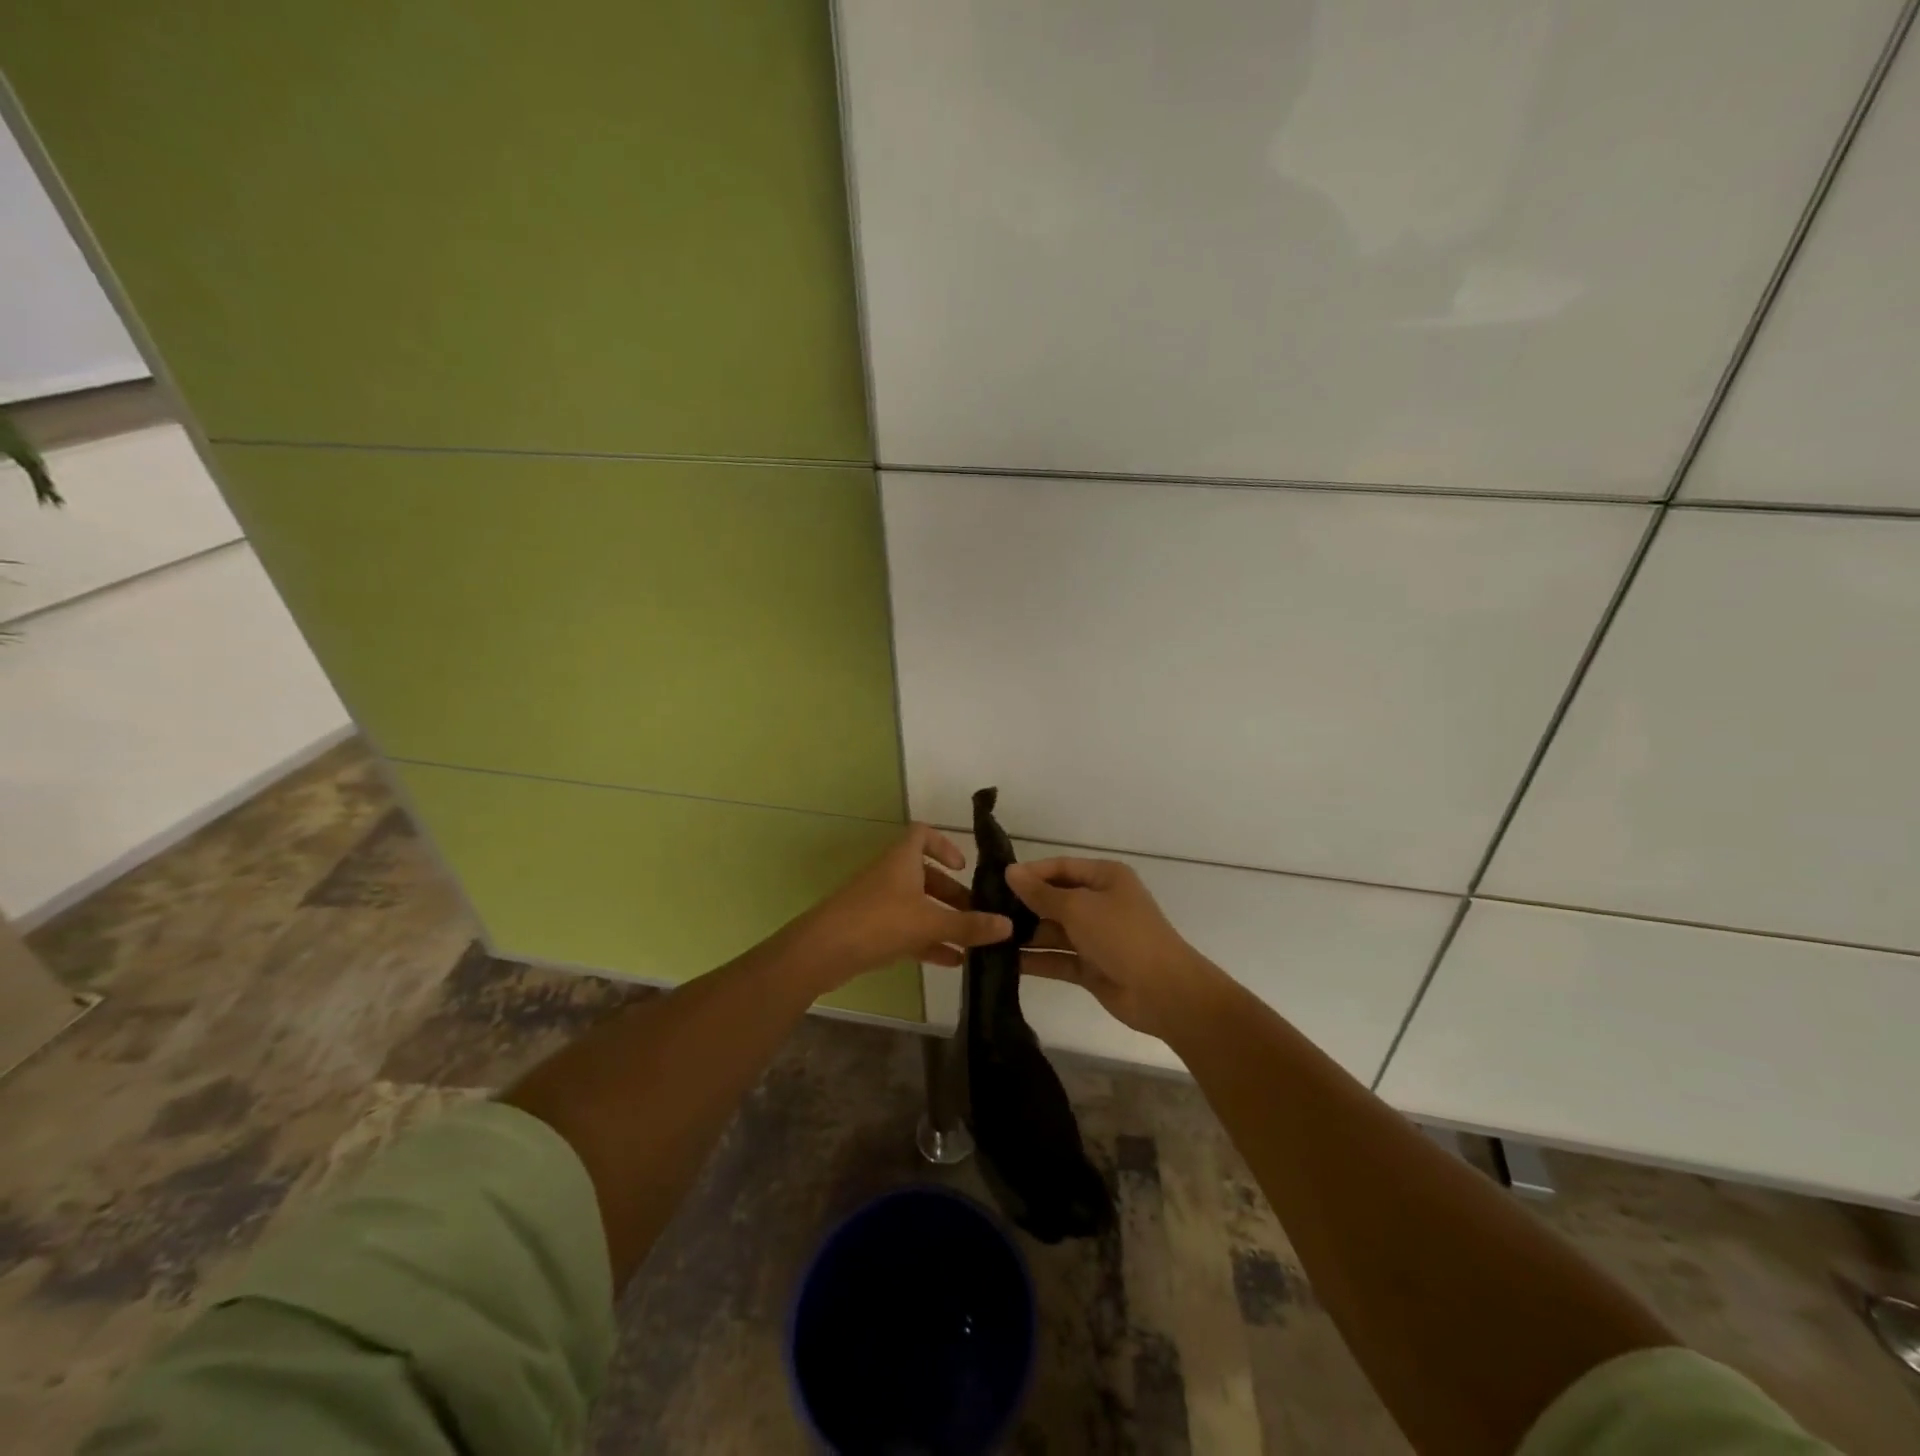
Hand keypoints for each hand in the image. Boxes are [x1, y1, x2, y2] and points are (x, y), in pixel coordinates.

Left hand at [786, 824, 1013, 984]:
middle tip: (979, 915)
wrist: (822, 952)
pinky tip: (953, 962)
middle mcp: (891, 876)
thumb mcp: (929, 922)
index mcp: (902, 860)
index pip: (923, 834)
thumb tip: (1008, 925)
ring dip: (944, 921)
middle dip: (954, 895)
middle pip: (926, 876)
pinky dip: (929, 942)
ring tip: (973, 943)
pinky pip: (907, 931)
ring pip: (918, 906)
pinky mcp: (871, 930)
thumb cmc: (878, 922)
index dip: (945, 845)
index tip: (964, 868)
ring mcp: (879, 903)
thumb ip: (968, 925)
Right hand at [1006, 857, 1222, 1037]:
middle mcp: (1100, 903)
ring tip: (987, 937)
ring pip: (1053, 930)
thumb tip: (1010, 872)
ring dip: (1025, 935)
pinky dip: (1034, 960)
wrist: (1164, 992)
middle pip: (1054, 899)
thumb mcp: (1079, 907)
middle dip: (1023, 906)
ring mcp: (1095, 936)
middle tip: (984, 911)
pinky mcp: (1090, 966)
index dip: (1030, 873)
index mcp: (1105, 878)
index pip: (1060, 868)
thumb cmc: (1123, 936)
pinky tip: (1002, 962)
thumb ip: (1041, 893)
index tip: (995, 881)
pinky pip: (1056, 958)